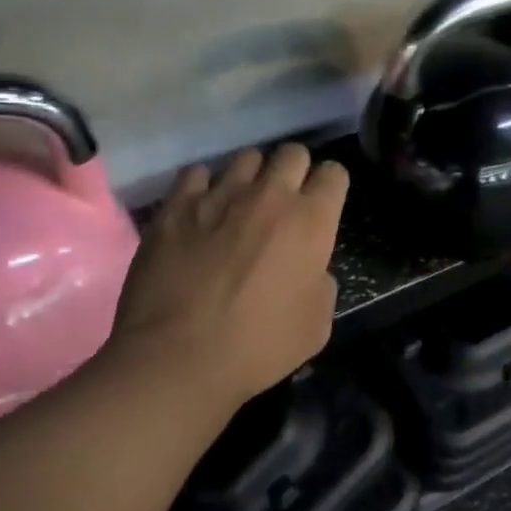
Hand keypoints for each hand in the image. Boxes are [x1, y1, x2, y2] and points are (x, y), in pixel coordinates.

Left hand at [103, 144, 348, 411]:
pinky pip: (197, 174)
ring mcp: (219, 195)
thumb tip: (309, 267)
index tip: (322, 207)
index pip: (335, 174)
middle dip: (294, 172)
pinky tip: (202, 211)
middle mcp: (269, 196)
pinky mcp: (176, 205)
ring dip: (252, 177)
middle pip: (292, 153)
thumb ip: (321, 283)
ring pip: (247, 157)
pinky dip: (205, 187)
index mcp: (311, 222)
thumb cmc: (258, 347)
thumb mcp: (316, 325)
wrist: (177, 358)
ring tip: (241, 204)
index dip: (331, 188)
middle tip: (284, 203)